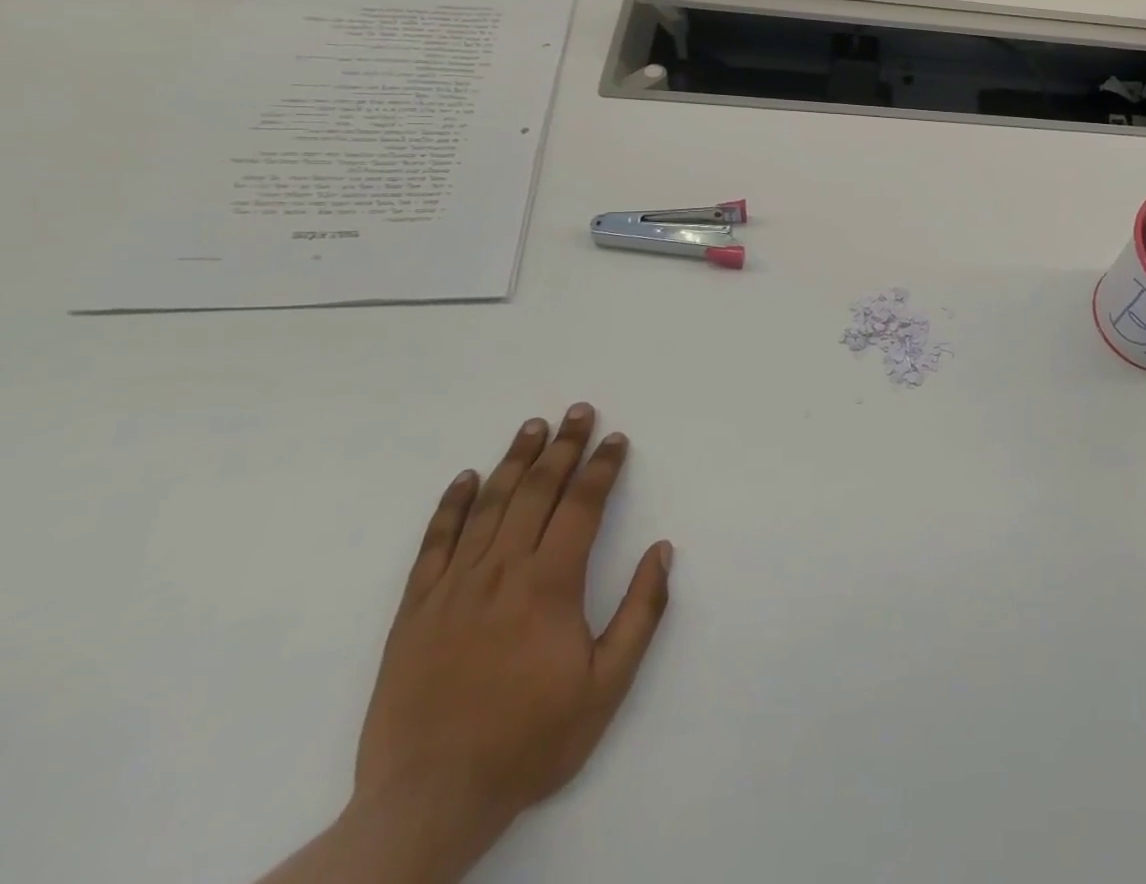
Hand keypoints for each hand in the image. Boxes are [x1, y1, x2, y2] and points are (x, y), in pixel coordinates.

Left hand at [352, 404, 672, 859]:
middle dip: (562, 447)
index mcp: (549, 585)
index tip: (616, 439)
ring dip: (514, 461)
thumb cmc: (529, 740)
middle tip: (578, 411)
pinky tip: (465, 479)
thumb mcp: (606, 686)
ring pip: (488, 506)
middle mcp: (500, 572)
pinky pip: (434, 544)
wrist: (427, 802)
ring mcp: (452, 588)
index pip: (581, 506)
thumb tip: (663, 550)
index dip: (602, 467)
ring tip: (532, 426)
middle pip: (535, 491)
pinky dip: (451, 506)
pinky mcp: (414, 610)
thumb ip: (640, 613)